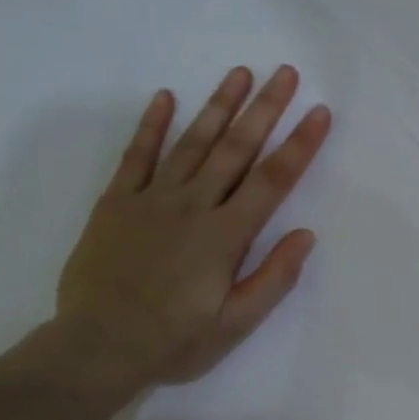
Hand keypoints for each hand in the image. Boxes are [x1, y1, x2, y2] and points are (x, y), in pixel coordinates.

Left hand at [49, 64, 331, 398]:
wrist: (98, 347)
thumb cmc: (175, 341)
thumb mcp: (236, 323)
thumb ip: (273, 277)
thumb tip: (306, 235)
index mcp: (226, 235)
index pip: (272, 180)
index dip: (300, 145)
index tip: (319, 112)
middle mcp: (193, 206)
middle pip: (236, 149)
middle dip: (265, 109)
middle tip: (285, 72)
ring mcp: (151, 199)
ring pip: (192, 142)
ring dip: (218, 105)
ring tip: (240, 73)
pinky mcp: (116, 203)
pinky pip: (136, 156)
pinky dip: (151, 125)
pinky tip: (166, 97)